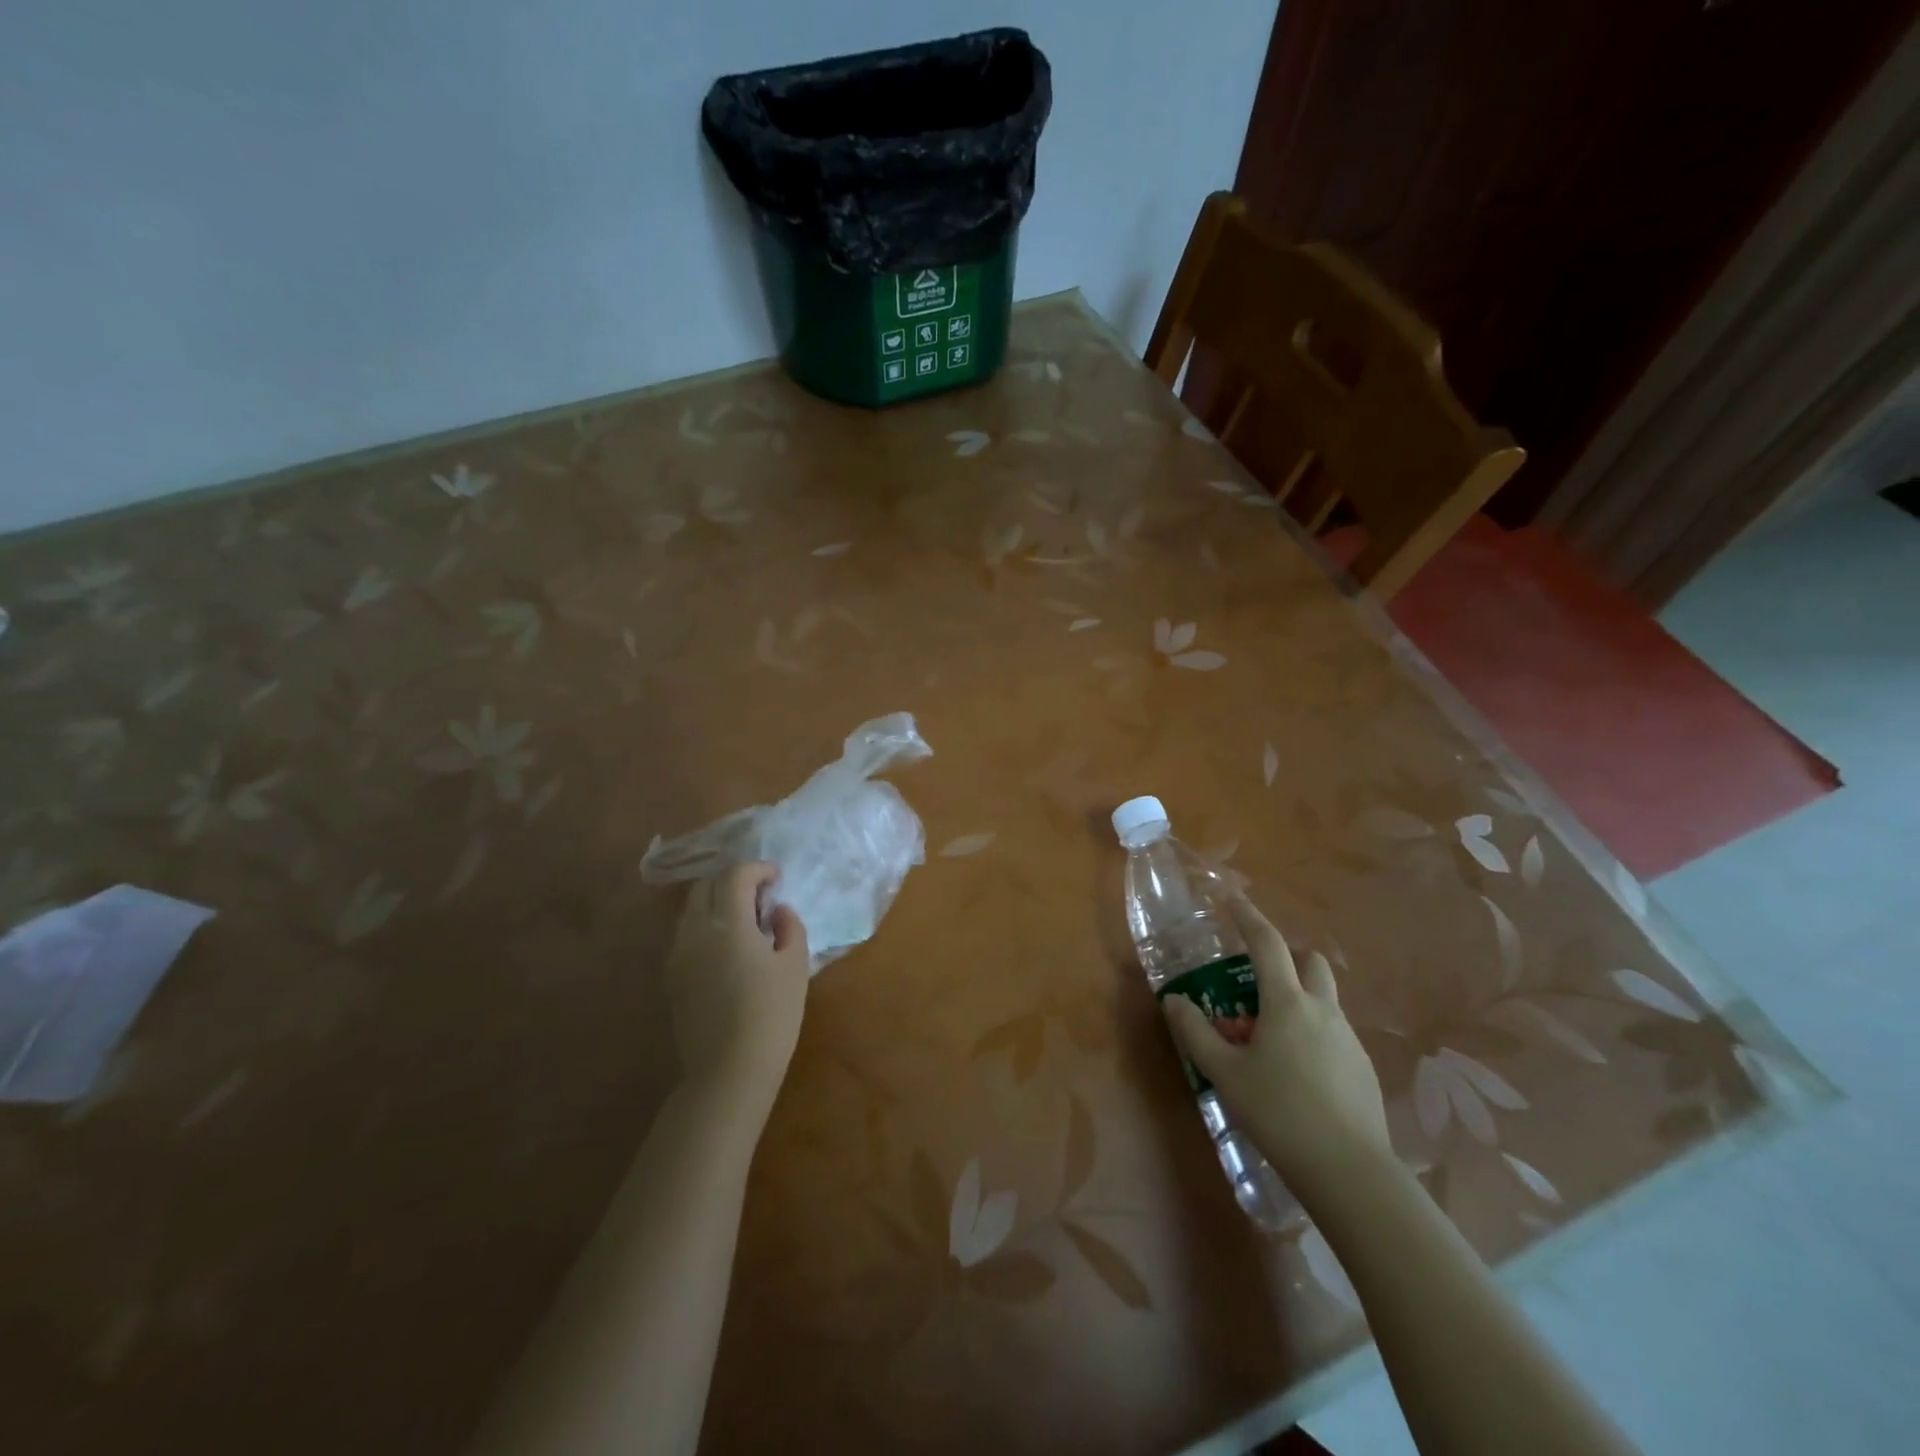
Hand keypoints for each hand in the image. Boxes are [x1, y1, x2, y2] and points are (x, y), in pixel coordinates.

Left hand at [663, 862, 809, 1122]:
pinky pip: (687, 934)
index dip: (757, 869)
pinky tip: (730, 949)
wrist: (728, 1072)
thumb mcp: (795, 967)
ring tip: (746, 921)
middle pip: (706, 886)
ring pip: (692, 910)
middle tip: (760, 896)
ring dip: (717, 903)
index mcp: (727, 924)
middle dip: (733, 881)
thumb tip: (777, 911)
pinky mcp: (672, 977)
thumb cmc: (771, 1016)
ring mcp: (678, 955)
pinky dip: (707, 926)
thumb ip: (789, 928)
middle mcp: (695, 932)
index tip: (776, 878)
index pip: (735, 876)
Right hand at [1162, 893, 1392, 1197]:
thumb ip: (1196, 1033)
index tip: (1230, 898)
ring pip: (1323, 999)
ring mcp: (1348, 1039)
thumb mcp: (1225, 1074)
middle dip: (1285, 956)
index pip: (1266, 943)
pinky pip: (1333, 1033)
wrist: (1350, 1172)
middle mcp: (1322, 1010)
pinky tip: (1294, 1072)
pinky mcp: (1362, 1069)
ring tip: (1267, 1036)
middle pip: (1310, 962)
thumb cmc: (1279, 1113)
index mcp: (1287, 1002)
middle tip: (1256, 977)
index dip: (1247, 916)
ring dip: (1297, 998)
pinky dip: (1311, 1033)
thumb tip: (1175, 1001)